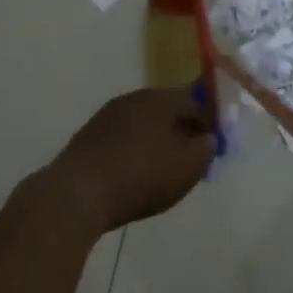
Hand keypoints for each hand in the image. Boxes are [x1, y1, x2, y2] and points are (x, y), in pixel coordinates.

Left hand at [41, 85, 217, 236]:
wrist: (78, 193)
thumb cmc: (141, 175)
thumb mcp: (187, 167)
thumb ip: (206, 148)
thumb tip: (208, 138)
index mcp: (159, 98)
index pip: (195, 99)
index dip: (209, 121)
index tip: (214, 146)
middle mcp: (133, 98)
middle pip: (167, 109)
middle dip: (183, 131)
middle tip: (191, 160)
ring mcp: (107, 115)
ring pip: (144, 124)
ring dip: (158, 141)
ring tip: (164, 171)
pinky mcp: (89, 136)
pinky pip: (123, 139)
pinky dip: (135, 152)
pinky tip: (135, 176)